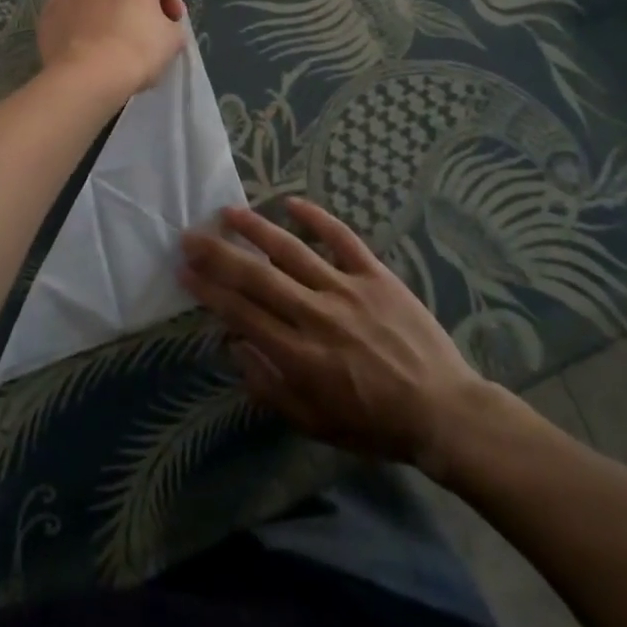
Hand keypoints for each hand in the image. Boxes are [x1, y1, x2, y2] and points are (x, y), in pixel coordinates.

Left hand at [37, 0, 185, 100]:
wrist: (84, 77)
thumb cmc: (136, 49)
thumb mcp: (173, 38)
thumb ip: (171, 23)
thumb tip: (161, 25)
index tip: (173, 21)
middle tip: (146, 24)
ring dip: (108, 6)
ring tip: (116, 35)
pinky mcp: (49, 9)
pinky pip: (75, 10)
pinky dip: (84, 22)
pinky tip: (91, 45)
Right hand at [180, 198, 494, 473]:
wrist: (442, 411)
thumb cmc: (374, 424)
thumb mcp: (316, 423)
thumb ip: (271, 387)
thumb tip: (234, 346)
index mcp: (300, 356)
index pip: (242, 313)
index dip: (209, 290)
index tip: (184, 270)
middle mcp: (317, 315)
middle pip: (258, 277)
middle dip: (219, 255)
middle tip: (190, 235)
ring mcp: (347, 290)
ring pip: (293, 251)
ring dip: (257, 229)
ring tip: (229, 212)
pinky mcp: (376, 275)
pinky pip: (342, 239)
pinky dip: (318, 218)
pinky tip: (292, 202)